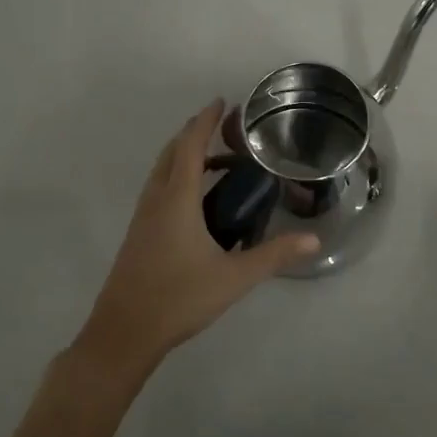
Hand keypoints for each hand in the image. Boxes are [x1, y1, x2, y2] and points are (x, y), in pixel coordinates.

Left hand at [74, 99, 317, 380]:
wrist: (122, 335)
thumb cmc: (178, 298)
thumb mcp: (234, 277)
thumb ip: (274, 255)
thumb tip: (314, 239)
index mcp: (176, 200)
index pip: (190, 146)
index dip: (205, 122)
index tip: (222, 102)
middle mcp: (156, 200)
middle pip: (171, 153)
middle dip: (194, 134)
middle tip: (223, 127)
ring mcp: (142, 219)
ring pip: (161, 172)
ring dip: (184, 157)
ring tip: (216, 161)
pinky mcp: (138, 236)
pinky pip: (158, 191)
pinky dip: (177, 178)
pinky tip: (196, 202)